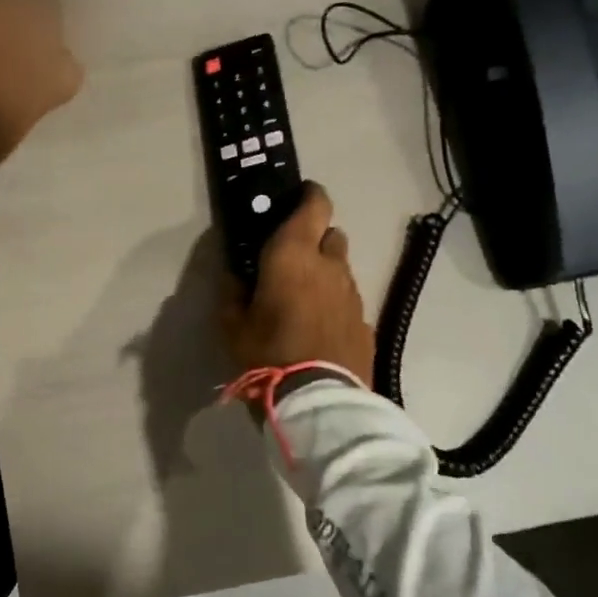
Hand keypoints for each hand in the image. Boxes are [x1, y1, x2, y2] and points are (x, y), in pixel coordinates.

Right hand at [219, 183, 374, 385]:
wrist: (318, 401)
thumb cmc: (267, 354)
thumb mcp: (232, 325)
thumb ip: (232, 293)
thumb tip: (235, 276)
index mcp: (294, 255)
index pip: (314, 205)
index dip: (309, 195)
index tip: (297, 197)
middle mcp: (330, 266)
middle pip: (331, 234)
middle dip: (315, 238)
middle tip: (292, 258)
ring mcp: (353, 295)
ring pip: (342, 268)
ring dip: (326, 273)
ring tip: (304, 298)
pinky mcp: (365, 323)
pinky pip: (348, 300)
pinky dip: (335, 304)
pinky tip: (320, 327)